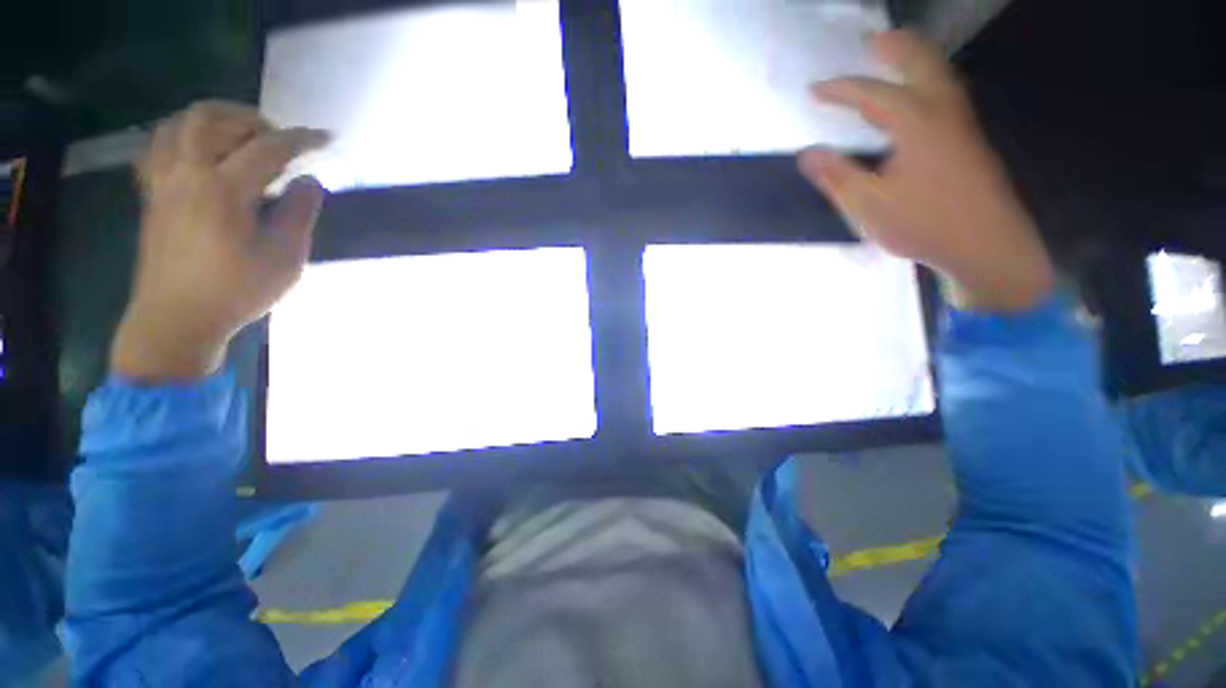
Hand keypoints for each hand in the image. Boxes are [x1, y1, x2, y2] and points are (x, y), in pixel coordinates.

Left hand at [110, 101, 329, 379]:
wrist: (177, 319)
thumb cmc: (237, 291)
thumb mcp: (285, 258)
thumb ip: (300, 214)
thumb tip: (309, 181)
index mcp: (224, 189)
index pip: (268, 148)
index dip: (301, 139)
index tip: (325, 138)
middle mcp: (188, 173)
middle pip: (213, 119)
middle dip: (251, 119)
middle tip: (278, 137)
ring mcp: (164, 182)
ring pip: (180, 124)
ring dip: (215, 120)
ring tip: (241, 135)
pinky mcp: (152, 195)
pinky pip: (159, 146)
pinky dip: (183, 135)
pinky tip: (202, 150)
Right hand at [798, 31, 1053, 312]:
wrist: (987, 244)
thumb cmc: (924, 224)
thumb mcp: (868, 205)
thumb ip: (836, 176)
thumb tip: (807, 153)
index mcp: (915, 122)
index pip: (871, 94)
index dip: (839, 89)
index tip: (814, 89)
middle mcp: (942, 111)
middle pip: (920, 63)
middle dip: (894, 48)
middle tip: (872, 39)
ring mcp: (961, 124)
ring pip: (941, 74)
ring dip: (916, 58)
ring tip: (897, 53)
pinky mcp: (969, 140)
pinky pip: (948, 93)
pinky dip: (930, 79)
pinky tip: (921, 94)